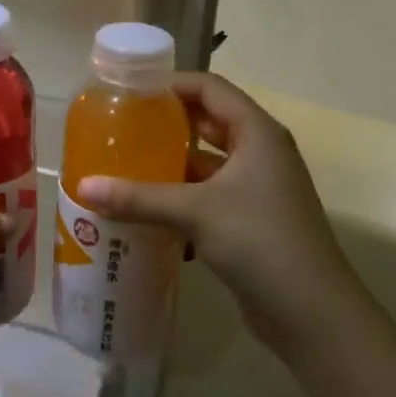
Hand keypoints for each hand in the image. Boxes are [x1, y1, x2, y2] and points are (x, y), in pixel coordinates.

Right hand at [78, 73, 371, 358]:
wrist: (312, 313)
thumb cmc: (259, 241)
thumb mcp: (194, 212)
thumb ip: (137, 197)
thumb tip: (83, 187)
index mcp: (257, 133)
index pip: (210, 88)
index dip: (172, 83)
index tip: (130, 90)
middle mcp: (261, 152)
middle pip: (209, 121)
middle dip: (167, 122)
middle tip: (122, 124)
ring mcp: (258, 187)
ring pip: (208, 161)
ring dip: (171, 161)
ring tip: (125, 161)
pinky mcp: (252, 218)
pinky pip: (210, 193)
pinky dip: (181, 194)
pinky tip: (147, 205)